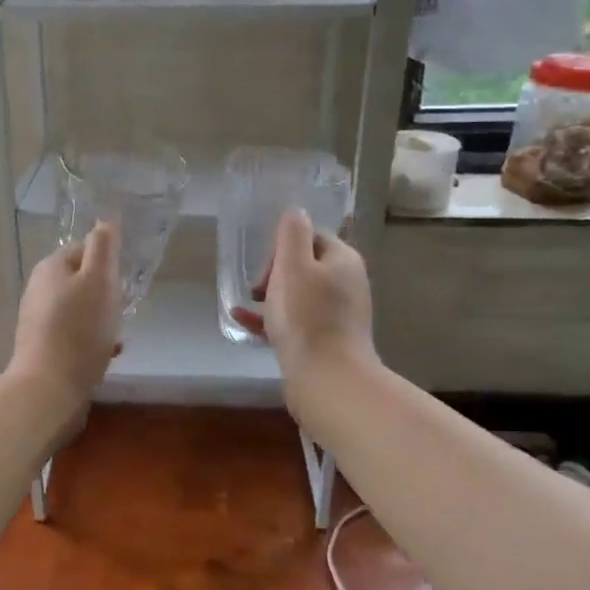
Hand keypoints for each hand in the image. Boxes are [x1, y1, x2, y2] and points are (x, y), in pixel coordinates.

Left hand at [7, 222, 123, 413]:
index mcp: (50, 267)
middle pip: (82, 281)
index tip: (122, 282)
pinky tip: (106, 355)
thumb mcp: (99, 280)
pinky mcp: (42, 347)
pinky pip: (74, 334)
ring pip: (80, 309)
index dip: (107, 262)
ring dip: (101, 319)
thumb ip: (103, 248)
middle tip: (122, 310)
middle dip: (105, 294)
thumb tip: (105, 222)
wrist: (48, 388)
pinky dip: (91, 340)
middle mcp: (39, 289)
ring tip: (117, 336)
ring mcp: (38, 319)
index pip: (84, 249)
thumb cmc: (79, 329)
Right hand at [232, 209, 376, 389]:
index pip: (312, 236)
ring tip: (246, 304)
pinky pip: (294, 321)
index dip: (284, 245)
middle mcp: (346, 284)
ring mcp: (337, 315)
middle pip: (305, 265)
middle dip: (275, 272)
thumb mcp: (293, 264)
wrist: (326, 378)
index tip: (265, 265)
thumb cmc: (307, 315)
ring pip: (298, 295)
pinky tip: (242, 322)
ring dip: (270, 295)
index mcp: (343, 260)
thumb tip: (295, 211)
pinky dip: (270, 319)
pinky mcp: (325, 341)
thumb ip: (292, 233)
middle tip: (257, 288)